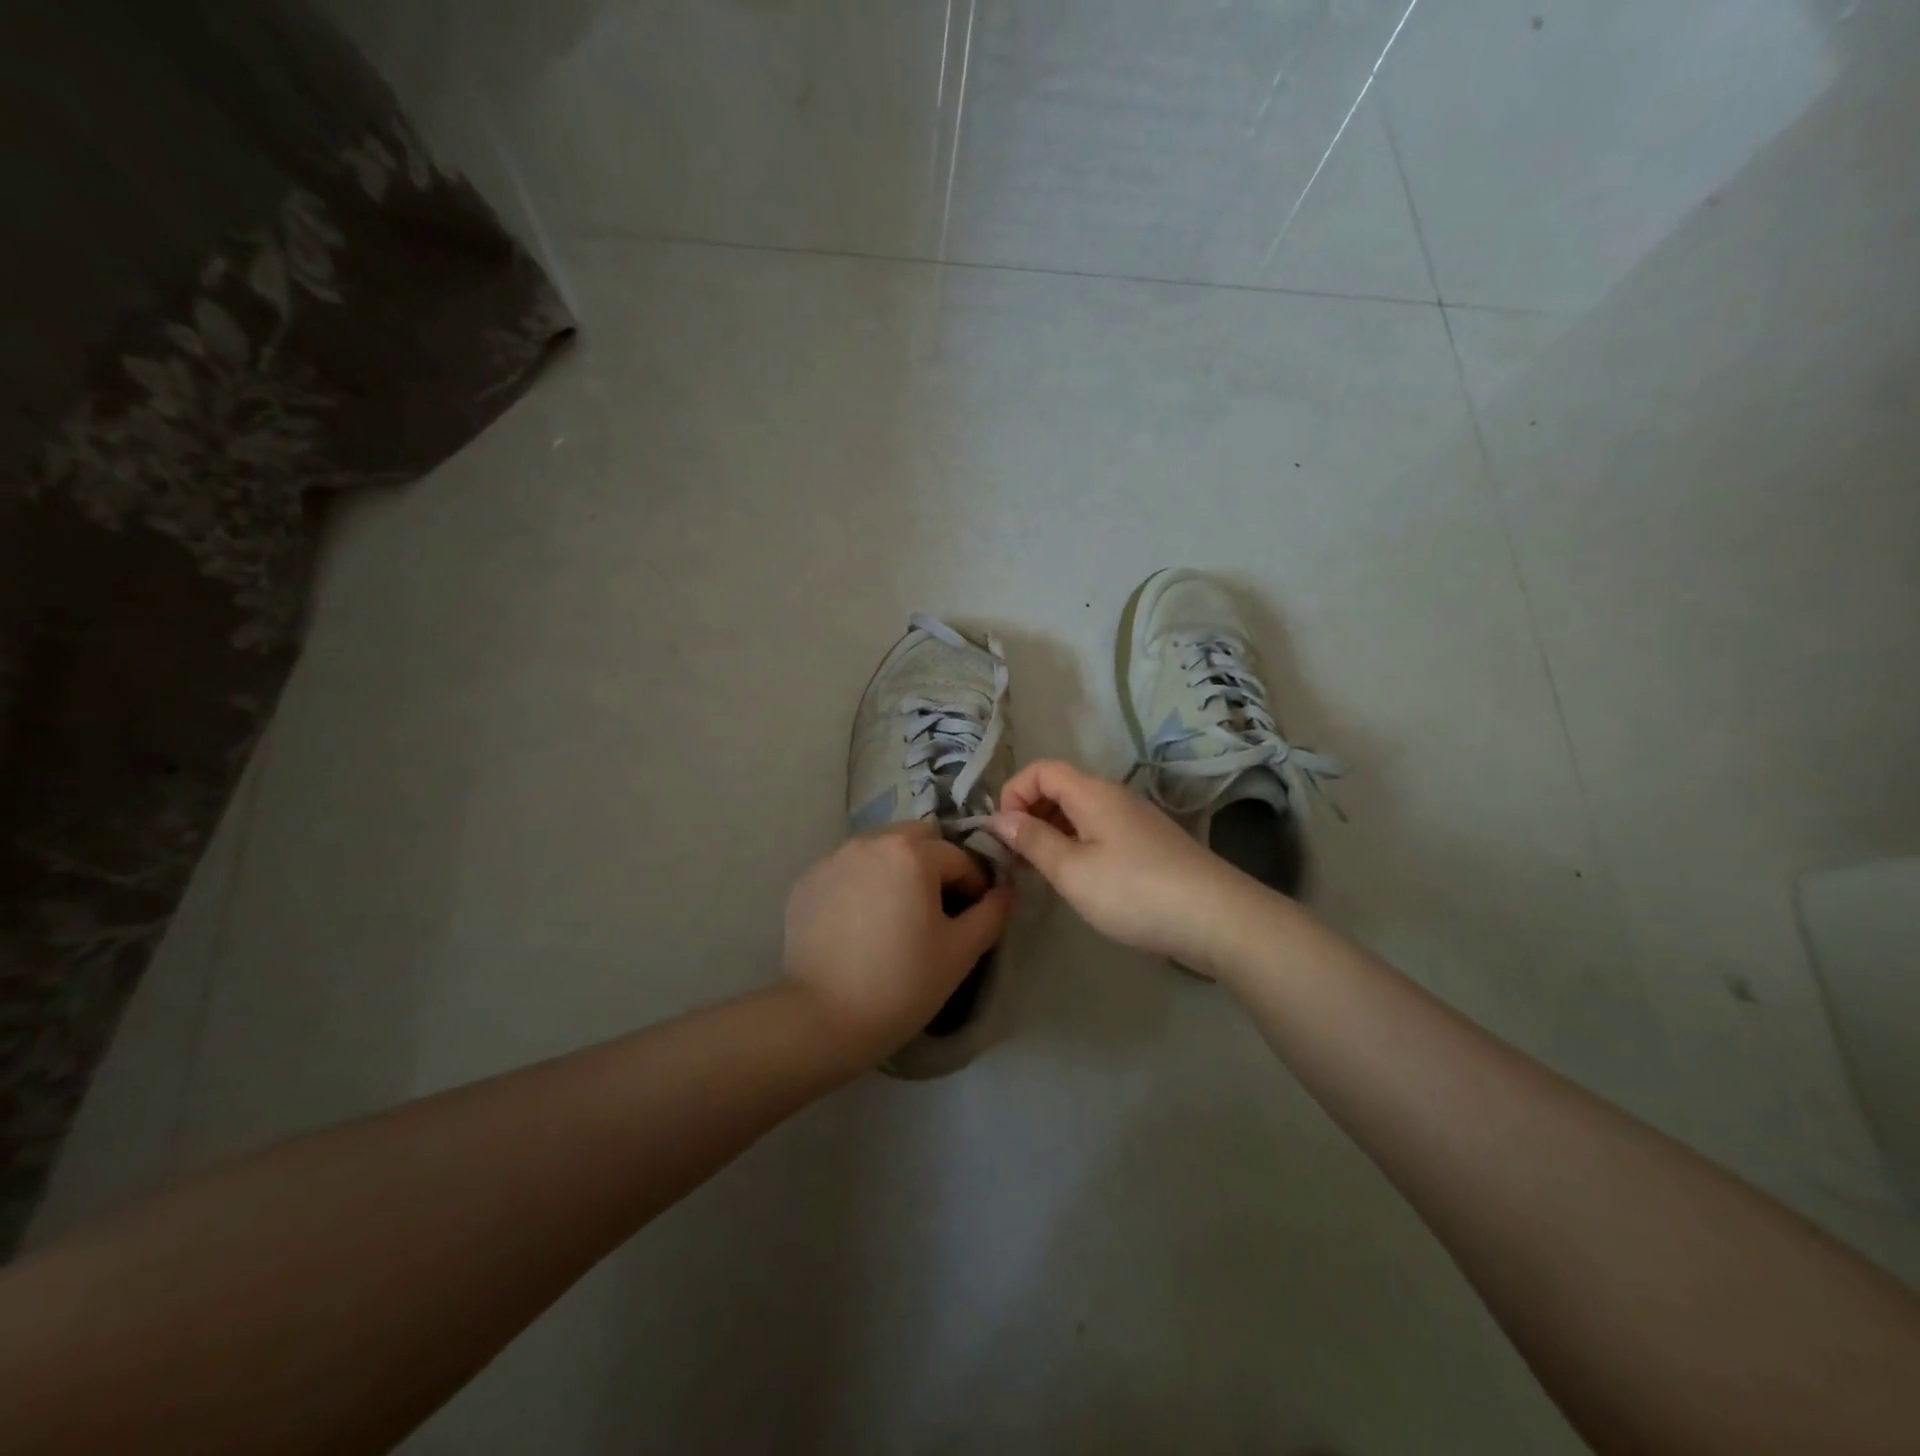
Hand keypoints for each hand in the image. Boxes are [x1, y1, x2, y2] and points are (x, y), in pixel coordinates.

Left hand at [783, 821, 1013, 1069]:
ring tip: (896, 912)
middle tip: (934, 909)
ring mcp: (833, 859)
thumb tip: (1005, 892)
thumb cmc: (902, 982)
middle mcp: (870, 842)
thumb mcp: (961, 951)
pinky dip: (862, 883)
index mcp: (912, 852)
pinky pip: (848, 869)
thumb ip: (991, 913)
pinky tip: (861, 922)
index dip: (974, 886)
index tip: (972, 917)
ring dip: (897, 868)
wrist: (822, 1018)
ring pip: (879, 849)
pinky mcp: (807, 881)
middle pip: (917, 839)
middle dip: (934, 865)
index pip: (959, 857)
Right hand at [987, 759, 1252, 968]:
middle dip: (1029, 816)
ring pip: (1080, 813)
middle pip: (1060, 789)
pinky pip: (1100, 831)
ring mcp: (1135, 820)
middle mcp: (1114, 796)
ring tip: (1041, 874)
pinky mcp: (1149, 844)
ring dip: (1052, 834)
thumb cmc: (1133, 891)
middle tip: (1016, 860)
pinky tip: (1078, 881)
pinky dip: (1077, 846)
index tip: (1003, 834)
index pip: (1041, 770)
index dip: (1013, 793)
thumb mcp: (1071, 870)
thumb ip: (1032, 841)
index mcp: (1092, 792)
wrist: (1216, 918)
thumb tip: (998, 818)